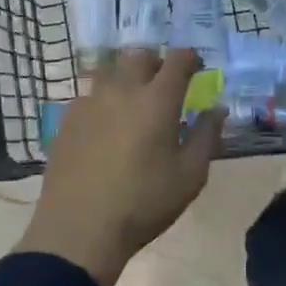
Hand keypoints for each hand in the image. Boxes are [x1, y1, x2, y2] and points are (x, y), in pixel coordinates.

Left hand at [18, 48, 225, 285]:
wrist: (79, 229)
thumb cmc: (143, 203)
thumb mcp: (190, 176)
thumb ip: (207, 136)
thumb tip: (218, 109)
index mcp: (157, 100)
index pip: (178, 60)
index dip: (190, 58)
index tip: (196, 68)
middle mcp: (122, 90)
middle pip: (139, 55)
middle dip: (156, 62)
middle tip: (163, 83)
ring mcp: (90, 102)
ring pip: (109, 71)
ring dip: (125, 77)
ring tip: (132, 101)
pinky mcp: (67, 120)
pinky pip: (88, 95)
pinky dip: (102, 100)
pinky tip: (104, 125)